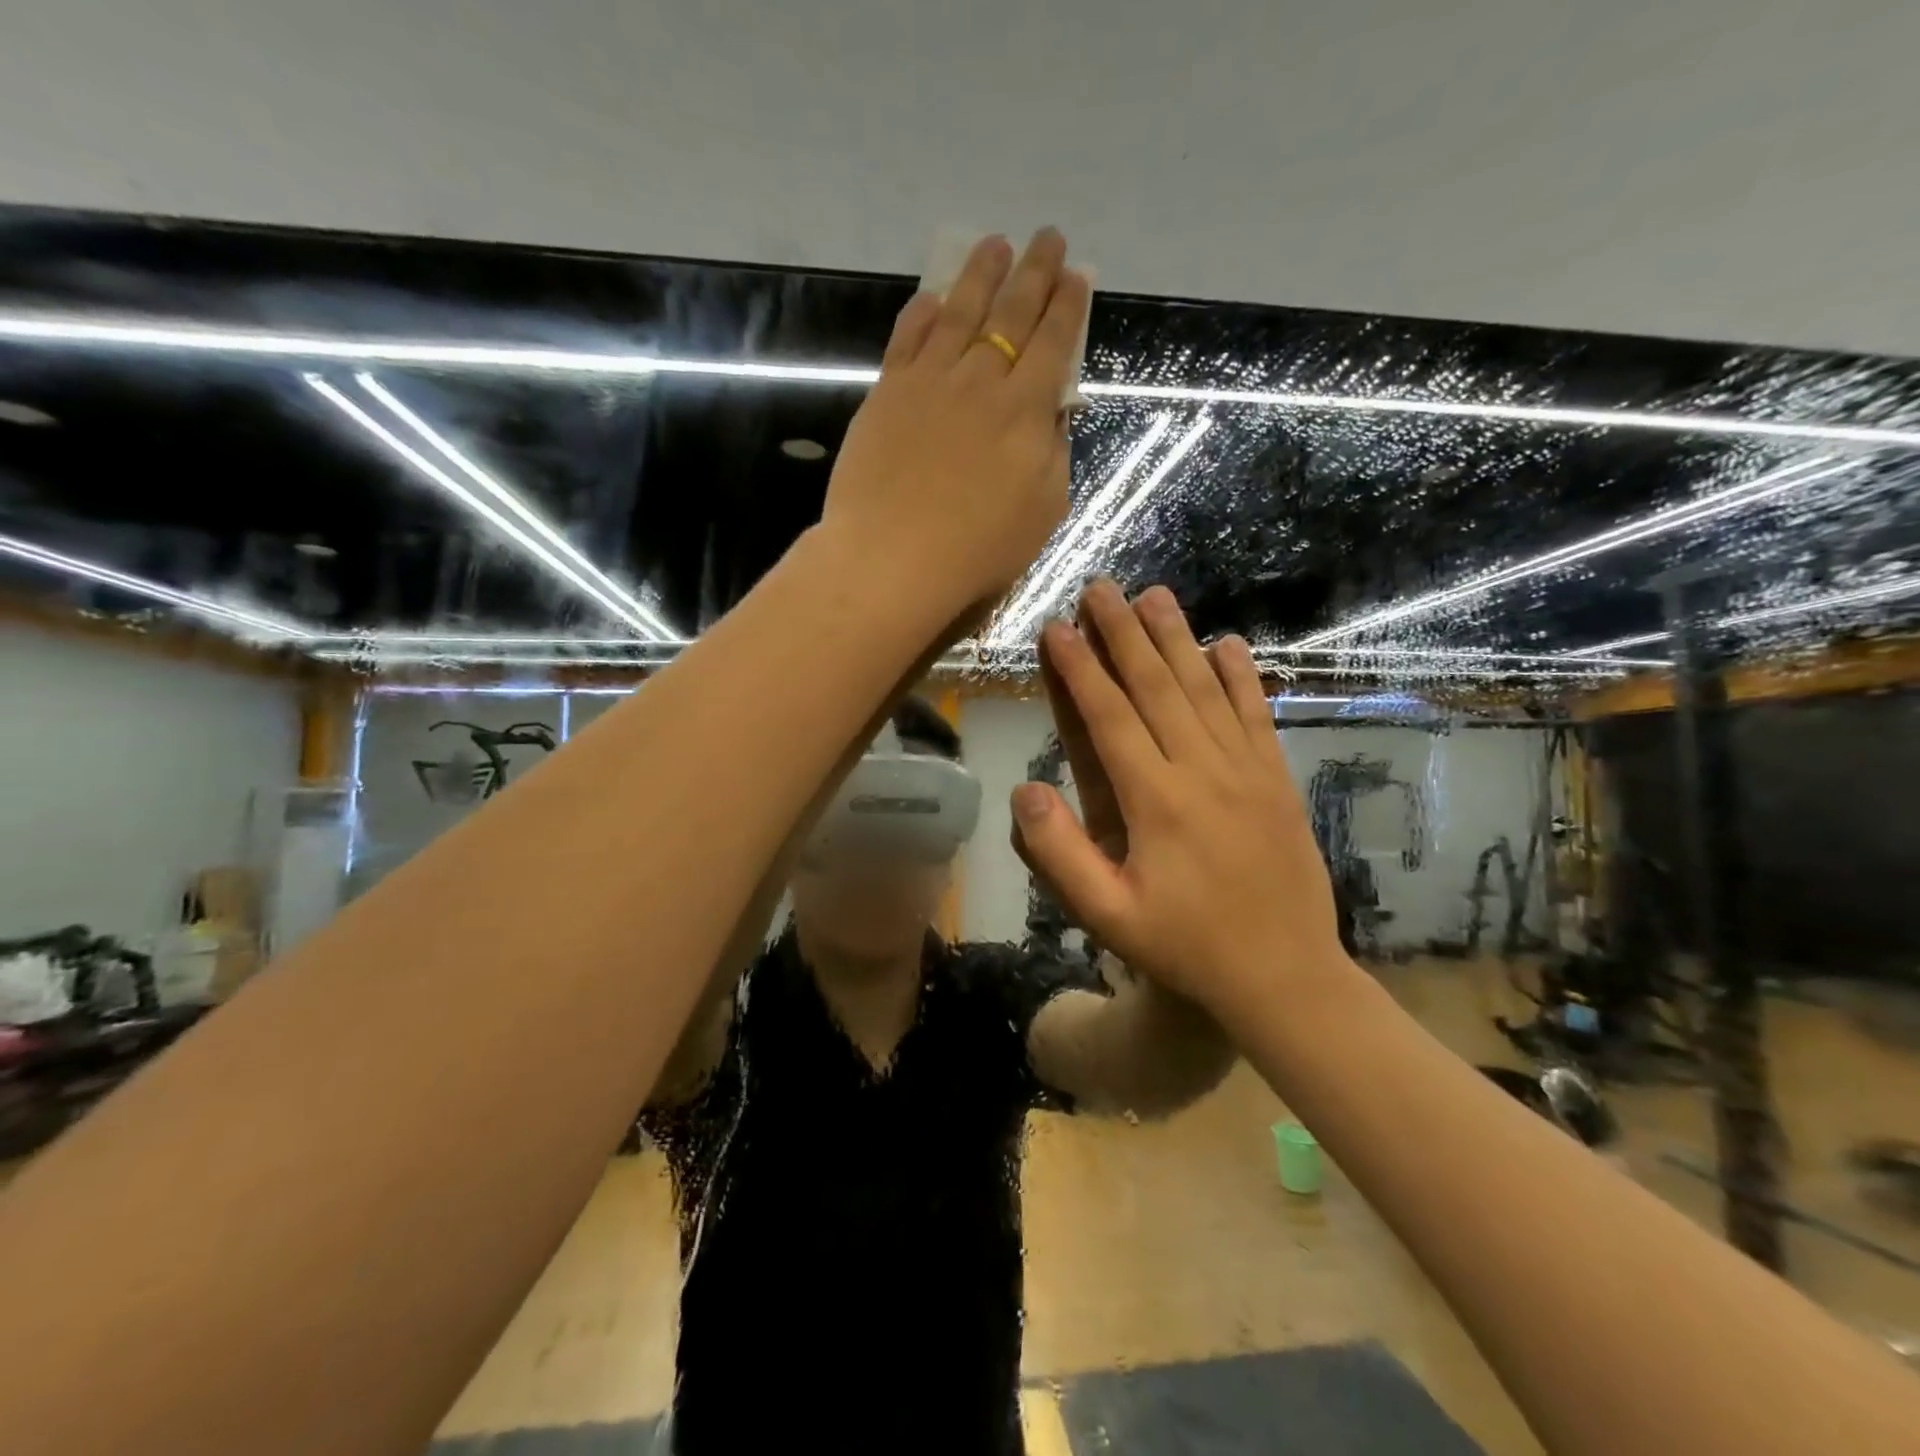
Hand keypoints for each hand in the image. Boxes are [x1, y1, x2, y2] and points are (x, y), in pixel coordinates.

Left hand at [820, 230, 1090, 627]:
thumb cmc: (977, 549)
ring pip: (960, 312)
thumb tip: (1053, 413)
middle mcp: (981, 381)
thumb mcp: (1043, 512)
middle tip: (1047, 238)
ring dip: (981, 274)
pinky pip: (908, 338)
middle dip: (1035, 272)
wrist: (893, 558)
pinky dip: (923, 313)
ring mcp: (929, 381)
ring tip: (995, 245)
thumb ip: (1054, 455)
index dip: (1068, 306)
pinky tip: (933, 297)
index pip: (1054, 344)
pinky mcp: (887, 393)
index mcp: (1026, 411)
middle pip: (1012, 314)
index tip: (1076, 276)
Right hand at [1009, 582, 1348, 1022]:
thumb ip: (1060, 853)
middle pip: (1157, 687)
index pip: (1110, 717)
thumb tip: (1023, 789)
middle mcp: (1202, 770)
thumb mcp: (1108, 916)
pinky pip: (1256, 715)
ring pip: (1206, 689)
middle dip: (1123, 633)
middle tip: (1101, 587)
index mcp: (1156, 801)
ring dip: (1176, 638)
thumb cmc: (1187, 947)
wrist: (1285, 976)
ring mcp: (1248, 771)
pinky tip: (1227, 643)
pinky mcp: (1278, 780)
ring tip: (1153, 594)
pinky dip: (1241, 676)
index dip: (1080, 669)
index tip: (1057, 627)